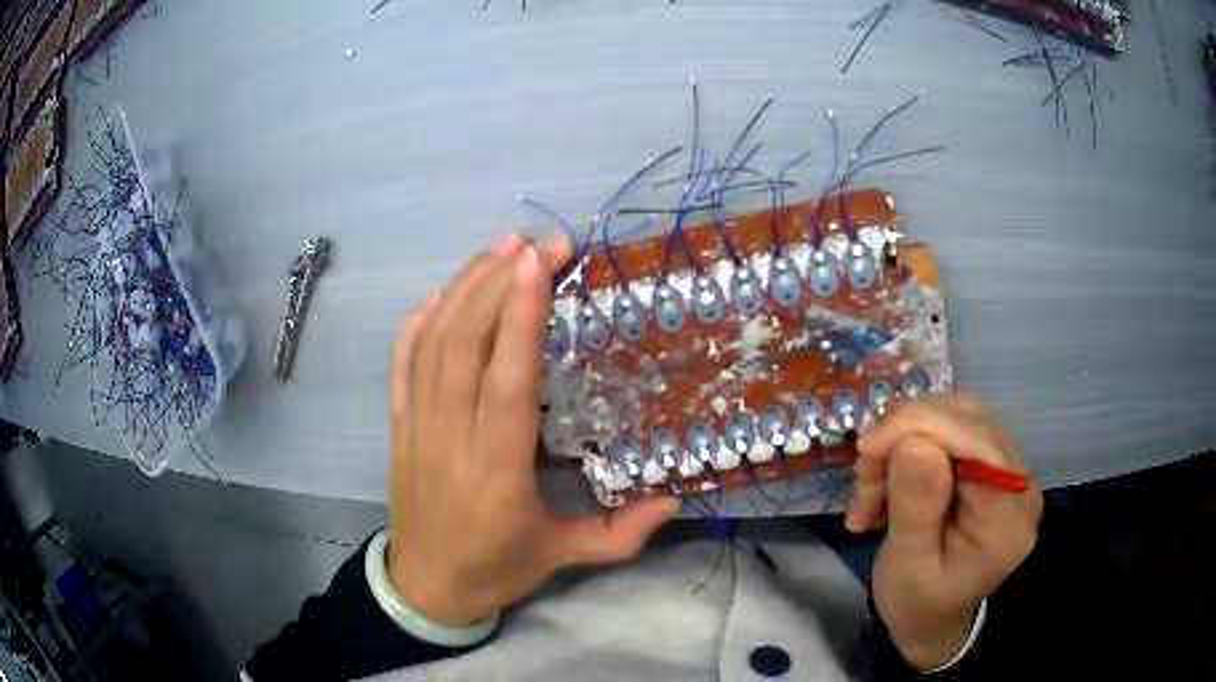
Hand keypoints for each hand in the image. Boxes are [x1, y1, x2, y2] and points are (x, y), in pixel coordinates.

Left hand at [386, 232, 678, 625]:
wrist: (425, 586)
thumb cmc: (495, 569)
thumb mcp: (562, 557)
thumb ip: (621, 533)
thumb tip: (676, 501)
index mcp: (495, 470)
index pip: (507, 379)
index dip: (520, 314)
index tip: (540, 261)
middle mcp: (449, 436)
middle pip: (464, 342)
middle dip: (499, 281)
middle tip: (539, 243)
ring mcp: (415, 424)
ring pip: (432, 340)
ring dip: (464, 286)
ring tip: (501, 248)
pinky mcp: (397, 422)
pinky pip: (402, 357)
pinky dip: (422, 315)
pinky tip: (448, 289)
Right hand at [844, 392, 1043, 669]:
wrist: (933, 618)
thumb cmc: (916, 605)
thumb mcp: (905, 568)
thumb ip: (915, 508)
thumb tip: (913, 441)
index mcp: (1007, 520)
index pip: (978, 443)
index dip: (922, 427)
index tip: (866, 450)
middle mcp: (1020, 484)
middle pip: (968, 419)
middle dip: (906, 434)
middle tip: (863, 474)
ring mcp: (1009, 470)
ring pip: (956, 416)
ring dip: (903, 440)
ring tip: (871, 486)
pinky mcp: (992, 463)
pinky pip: (952, 429)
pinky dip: (911, 444)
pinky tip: (889, 478)